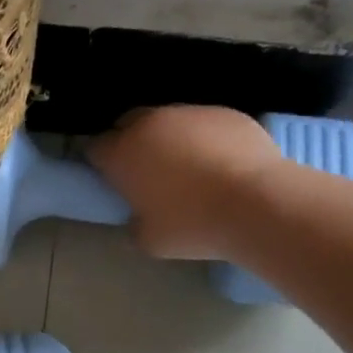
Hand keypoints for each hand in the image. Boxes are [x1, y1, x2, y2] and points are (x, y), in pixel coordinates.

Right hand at [87, 106, 282, 259]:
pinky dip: (203, 139)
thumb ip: (134, 224)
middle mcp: (151, 123)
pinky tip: (219, 164)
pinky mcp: (225, 112)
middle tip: (145, 173)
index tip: (112, 182)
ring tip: (187, 169)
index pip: (96, 149)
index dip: (101, 165)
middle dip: (130, 143)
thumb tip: (138, 217)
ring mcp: (190, 112)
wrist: (257, 203)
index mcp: (123, 153)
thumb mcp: (149, 240)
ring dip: (168, 139)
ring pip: (168, 121)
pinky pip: (203, 123)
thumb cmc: (192, 225)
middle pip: (128, 124)